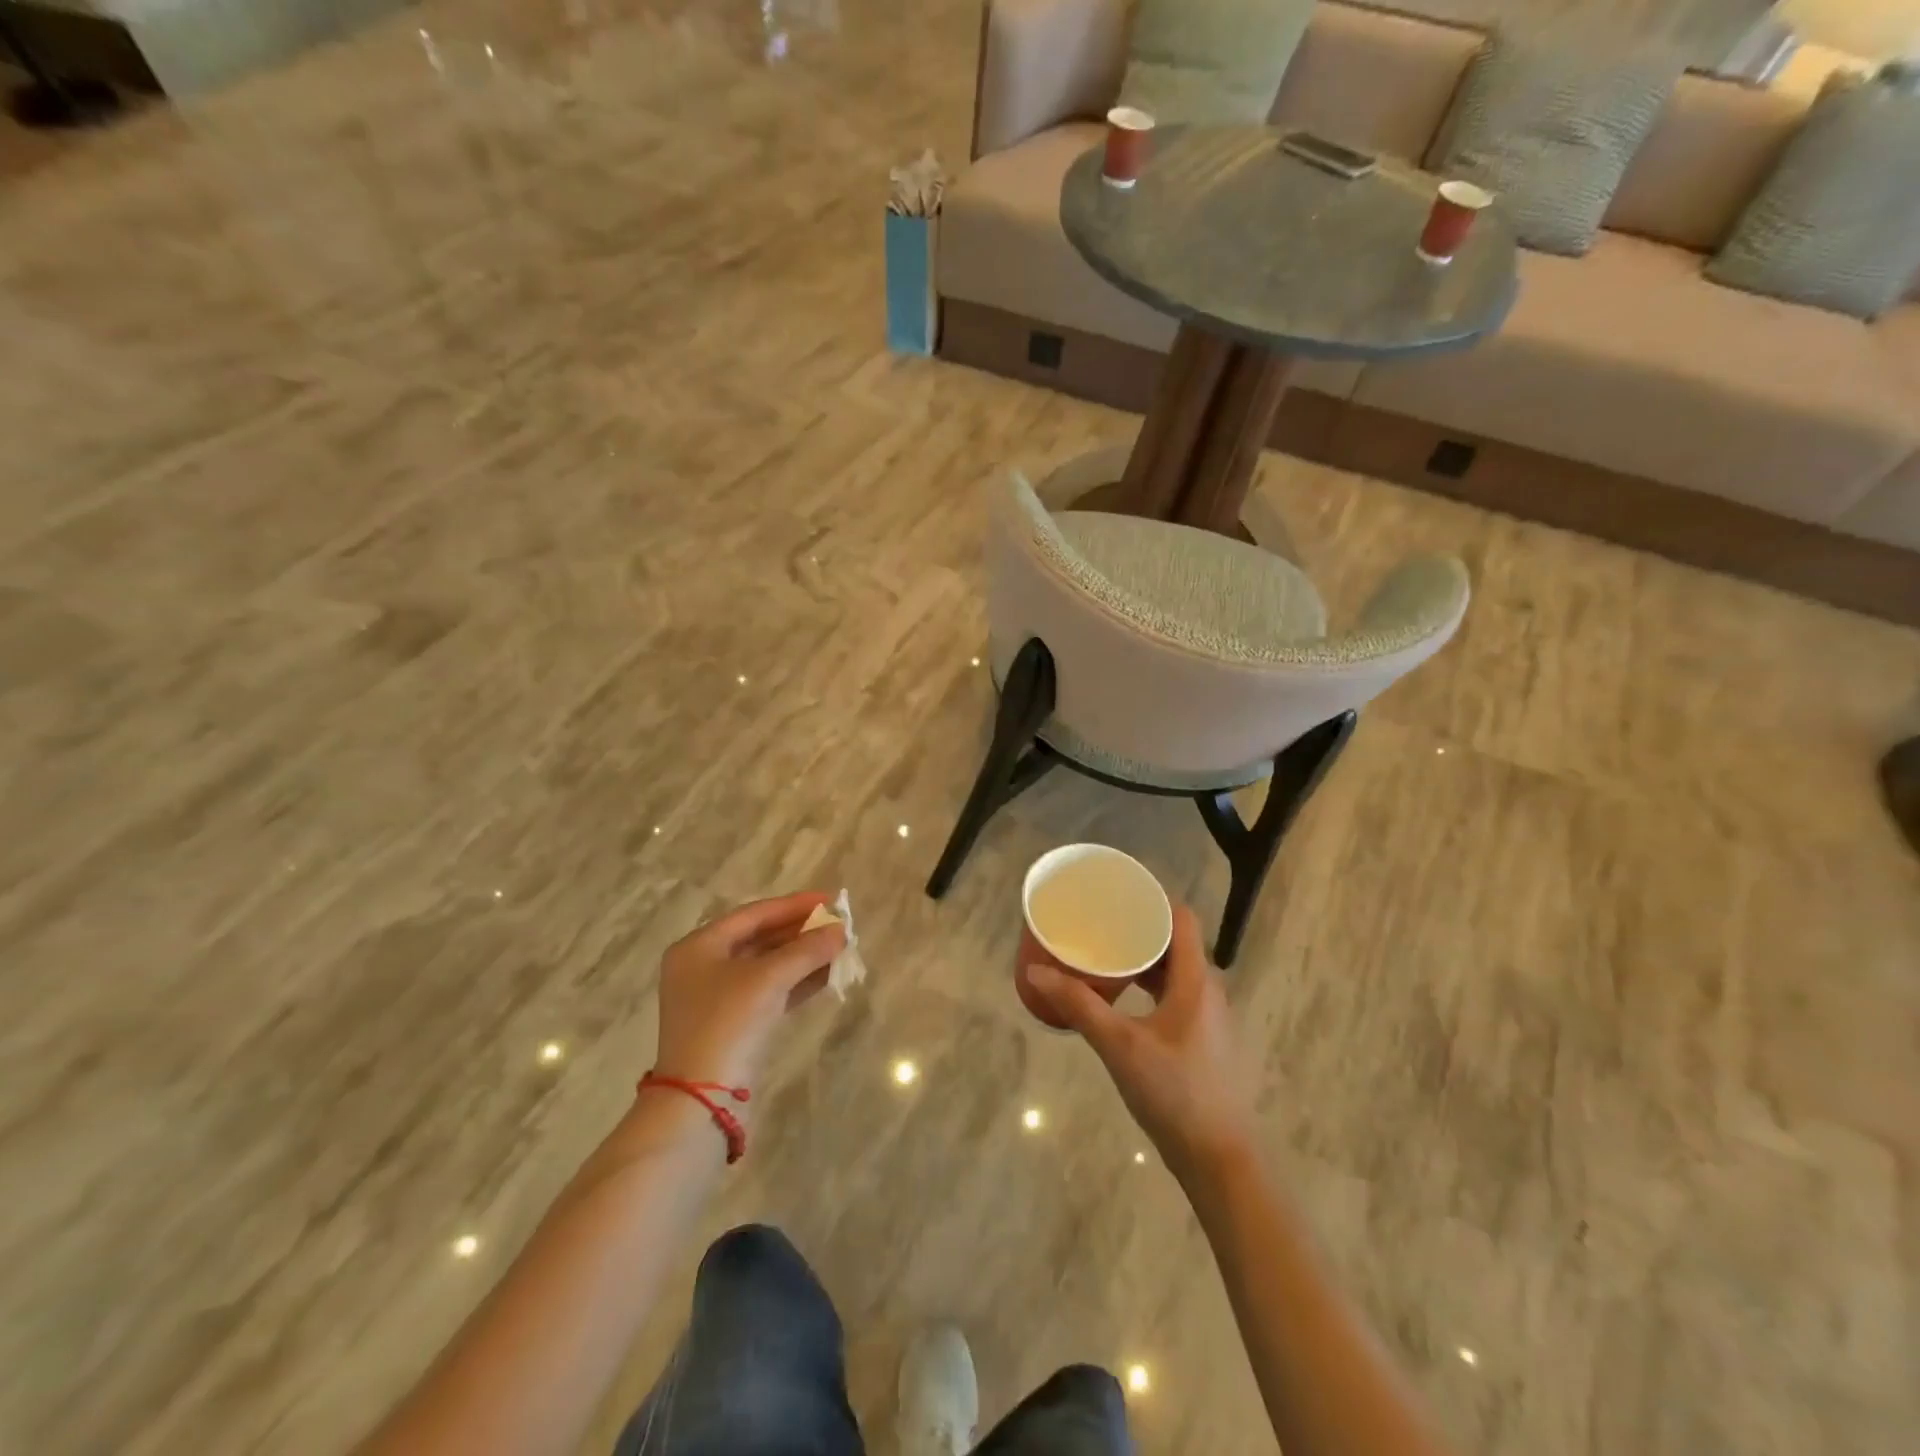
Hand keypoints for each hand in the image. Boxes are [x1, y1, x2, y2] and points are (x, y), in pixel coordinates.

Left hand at [652, 892, 845, 1091]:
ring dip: (803, 957)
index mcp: (699, 947)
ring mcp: (717, 998)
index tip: (830, 900)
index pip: (754, 914)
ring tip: (840, 949)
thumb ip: (807, 950)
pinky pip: (770, 991)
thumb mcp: (769, 979)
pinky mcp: (733, 1024)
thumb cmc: (728, 1023)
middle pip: (760, 938)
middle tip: (838, 925)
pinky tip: (827, 976)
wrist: (702, 1100)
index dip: (794, 905)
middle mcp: (704, 967)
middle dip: (801, 932)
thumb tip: (840, 931)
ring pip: (768, 966)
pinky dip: (796, 982)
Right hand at [1025, 905, 1254, 1183]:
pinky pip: (1177, 994)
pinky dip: (1150, 986)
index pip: (1181, 918)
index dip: (1152, 900)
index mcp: (1196, 980)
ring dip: (1143, 960)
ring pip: (1175, 971)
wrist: (1220, 1159)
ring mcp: (1209, 1017)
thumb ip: (1079, 1005)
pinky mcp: (1203, 1039)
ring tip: (1104, 955)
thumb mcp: (1119, 1045)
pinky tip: (1122, 999)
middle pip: (1175, 942)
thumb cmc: (1174, 1093)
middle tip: (1099, 924)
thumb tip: (1036, 971)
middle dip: (1138, 929)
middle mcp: (1209, 990)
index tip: (1116, 895)